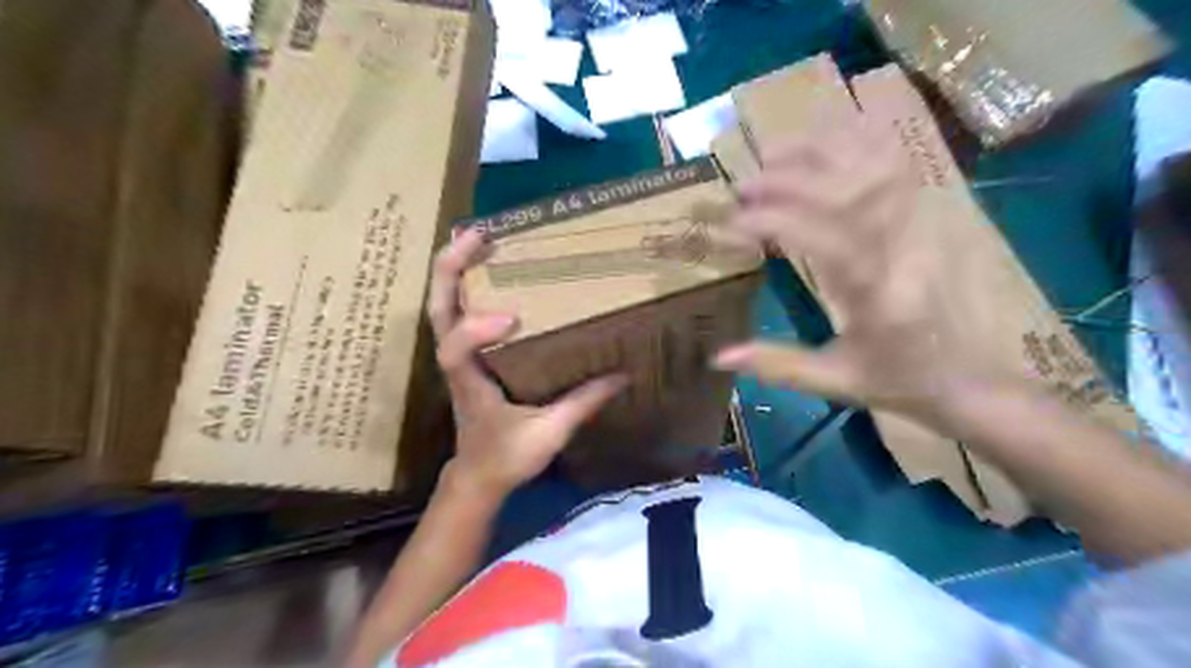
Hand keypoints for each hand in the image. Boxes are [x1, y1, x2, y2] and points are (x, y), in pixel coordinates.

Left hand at [432, 228, 630, 496]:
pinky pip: (456, 314)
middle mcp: (457, 365)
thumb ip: (583, 404)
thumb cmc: (507, 458)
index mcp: (472, 386)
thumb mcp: (549, 436)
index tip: (512, 318)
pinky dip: (462, 284)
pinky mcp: (465, 355)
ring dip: (453, 270)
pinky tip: (481, 264)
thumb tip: (622, 376)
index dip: (474, 331)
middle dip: (451, 270)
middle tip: (477, 234)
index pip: (455, 353)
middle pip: (439, 311)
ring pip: (442, 307)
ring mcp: (457, 357)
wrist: (478, 475)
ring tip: (476, 236)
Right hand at [715, 117, 1003, 424]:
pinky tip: (825, 144)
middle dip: (787, 181)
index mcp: (879, 296)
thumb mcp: (835, 381)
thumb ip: (777, 365)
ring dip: (819, 151)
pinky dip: (859, 143)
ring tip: (773, 152)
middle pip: (847, 192)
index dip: (773, 222)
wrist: (975, 379)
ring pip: (875, 165)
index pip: (824, 238)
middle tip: (742, 187)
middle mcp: (905, 250)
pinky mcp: (932, 217)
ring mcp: (925, 226)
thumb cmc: (902, 382)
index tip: (732, 224)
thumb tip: (719, 356)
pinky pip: (897, 164)